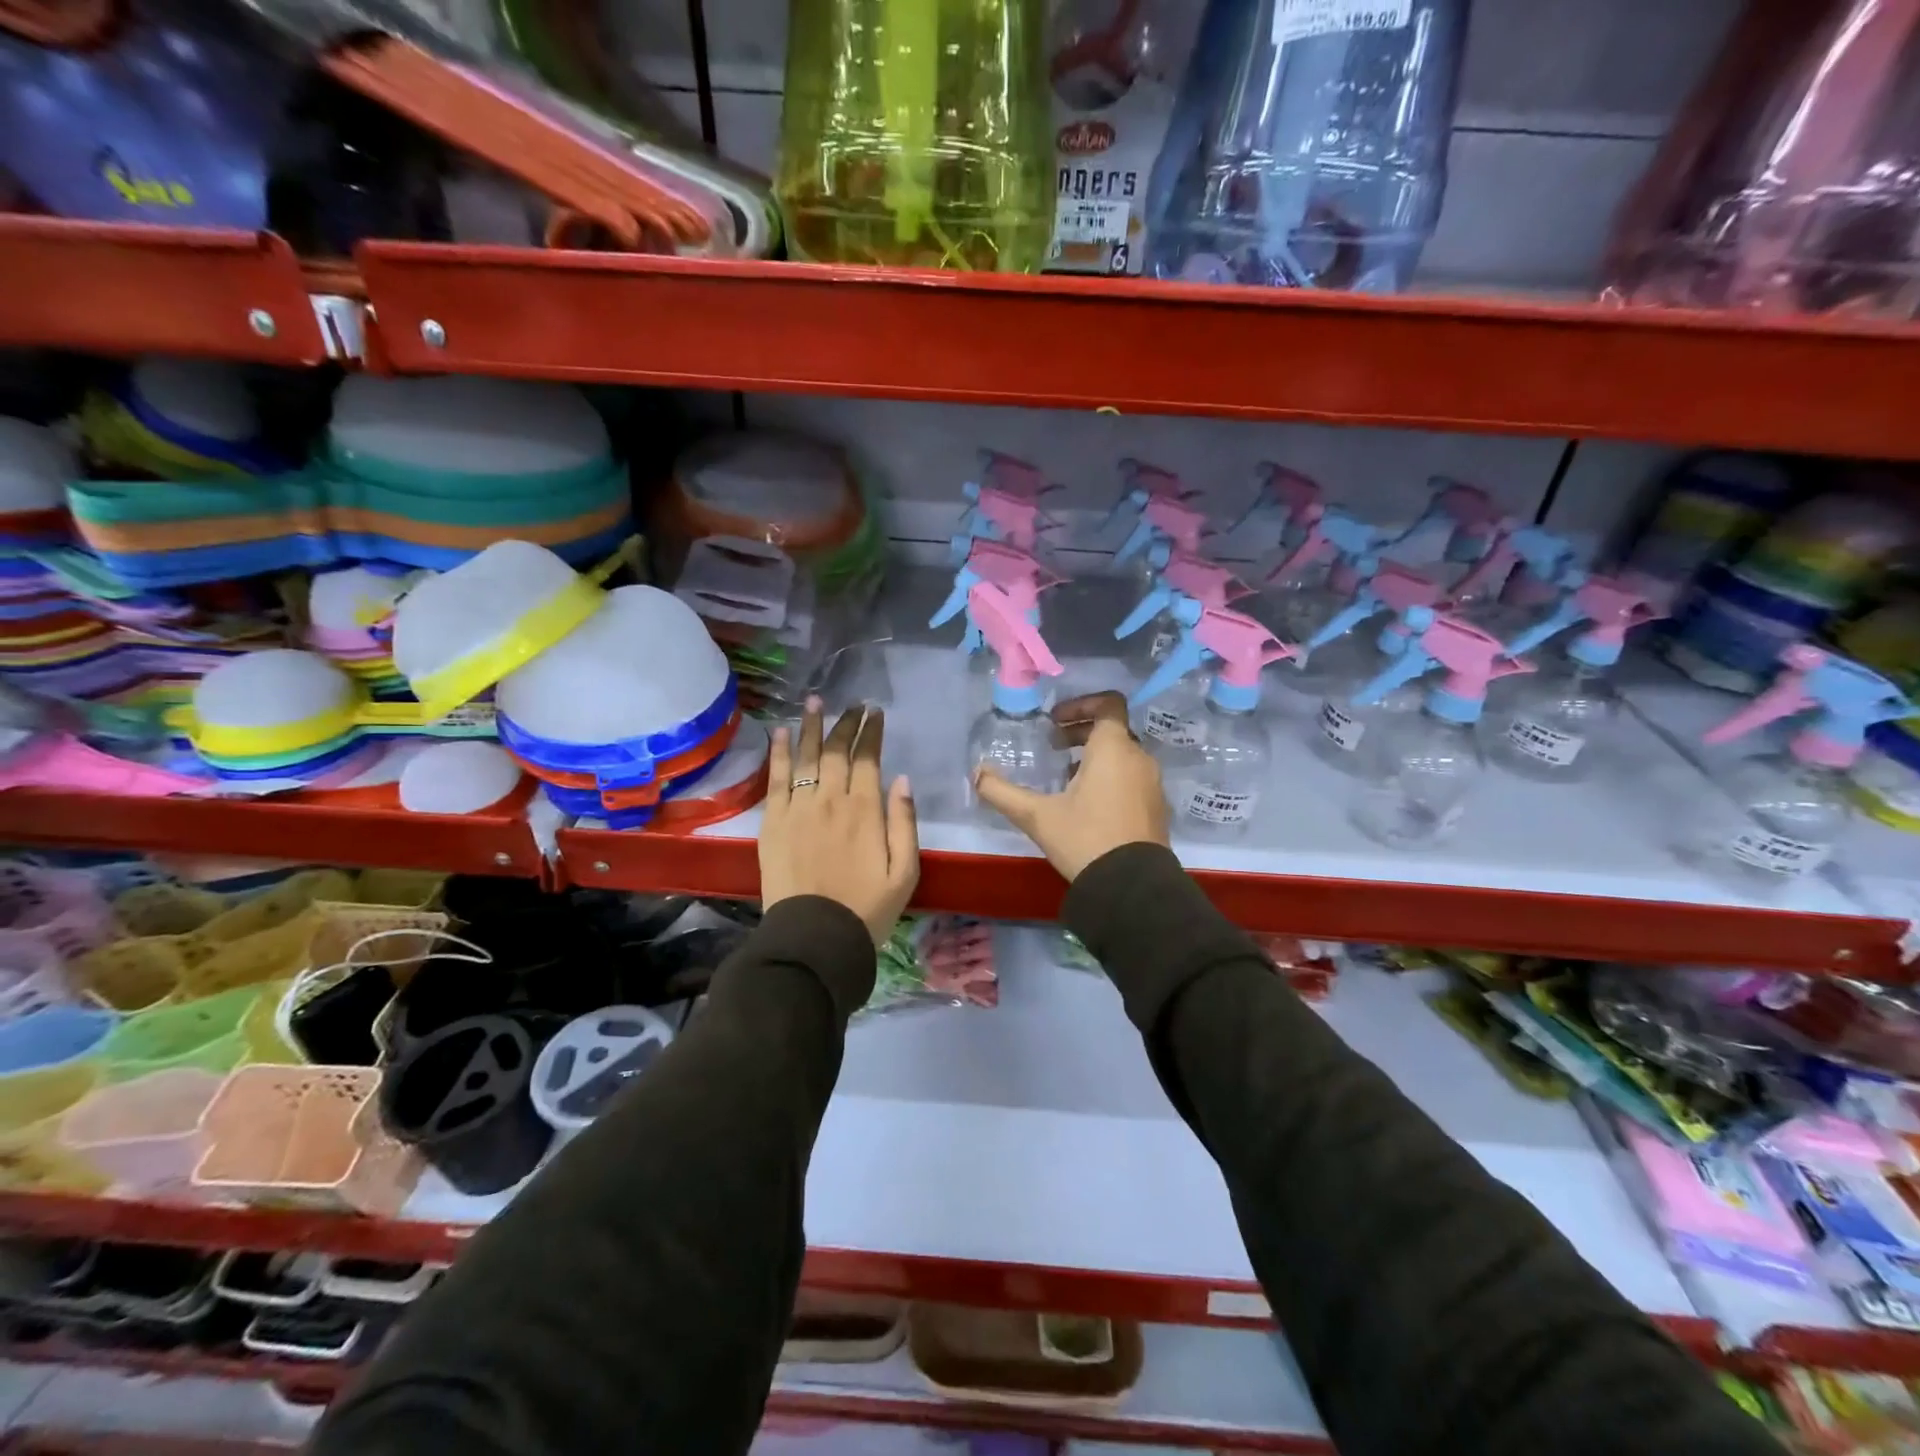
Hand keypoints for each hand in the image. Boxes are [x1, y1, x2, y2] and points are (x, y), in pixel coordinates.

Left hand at [761, 699, 918, 943]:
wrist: (815, 938)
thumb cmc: (867, 908)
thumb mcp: (905, 871)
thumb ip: (904, 822)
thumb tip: (901, 779)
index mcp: (865, 810)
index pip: (868, 759)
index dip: (871, 733)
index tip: (875, 714)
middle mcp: (830, 800)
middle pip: (836, 752)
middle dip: (846, 724)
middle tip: (852, 705)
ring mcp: (798, 809)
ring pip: (806, 757)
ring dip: (811, 726)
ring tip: (815, 702)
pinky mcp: (773, 822)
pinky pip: (776, 779)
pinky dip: (780, 753)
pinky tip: (782, 732)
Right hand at [973, 691, 1169, 881]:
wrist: (1131, 887)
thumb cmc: (1084, 839)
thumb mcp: (1037, 816)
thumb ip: (1002, 792)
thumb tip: (976, 773)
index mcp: (1113, 749)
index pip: (1108, 704)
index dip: (1081, 704)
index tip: (1055, 720)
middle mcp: (1139, 758)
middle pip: (1113, 730)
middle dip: (1081, 732)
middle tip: (1054, 746)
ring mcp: (1152, 784)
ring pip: (1123, 755)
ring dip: (1095, 756)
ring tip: (1065, 776)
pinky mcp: (1156, 807)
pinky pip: (1132, 777)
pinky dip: (1111, 777)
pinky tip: (1086, 804)